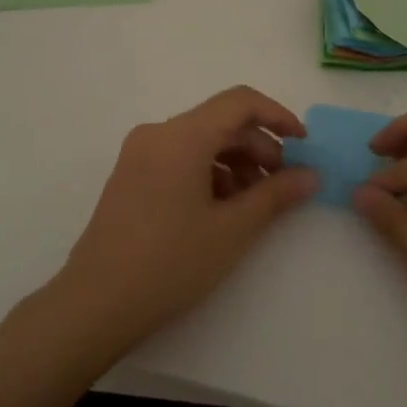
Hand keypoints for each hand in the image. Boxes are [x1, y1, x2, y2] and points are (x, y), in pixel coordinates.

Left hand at [51, 87, 317, 359]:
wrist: (95, 304)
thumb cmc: (170, 263)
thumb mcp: (232, 230)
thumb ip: (275, 195)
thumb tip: (310, 175)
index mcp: (181, 136)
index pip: (239, 102)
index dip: (277, 116)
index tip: (304, 145)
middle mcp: (157, 134)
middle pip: (220, 122)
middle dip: (259, 147)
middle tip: (283, 186)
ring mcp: (139, 154)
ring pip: (201, 142)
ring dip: (235, 163)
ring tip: (254, 205)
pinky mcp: (131, 176)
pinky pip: (180, 158)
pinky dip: (209, 174)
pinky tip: (221, 211)